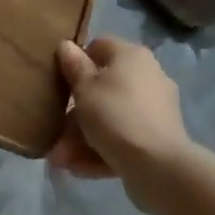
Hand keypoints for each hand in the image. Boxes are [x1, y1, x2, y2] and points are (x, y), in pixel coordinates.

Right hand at [49, 37, 191, 190]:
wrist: (159, 166)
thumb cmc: (115, 115)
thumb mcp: (85, 88)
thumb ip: (73, 66)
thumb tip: (66, 45)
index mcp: (131, 56)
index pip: (99, 46)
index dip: (76, 61)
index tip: (59, 81)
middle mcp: (147, 76)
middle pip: (102, 88)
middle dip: (75, 113)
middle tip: (55, 132)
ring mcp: (155, 109)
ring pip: (111, 117)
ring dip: (82, 138)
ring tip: (60, 160)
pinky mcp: (158, 139)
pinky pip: (124, 138)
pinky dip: (102, 150)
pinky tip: (79, 169)